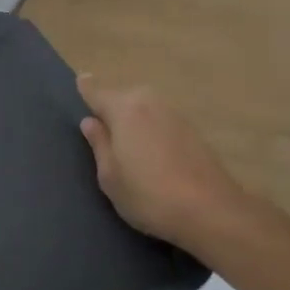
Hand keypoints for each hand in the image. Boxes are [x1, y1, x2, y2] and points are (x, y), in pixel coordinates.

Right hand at [77, 76, 244, 249]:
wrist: (209, 211)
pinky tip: (150, 153)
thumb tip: (90, 121)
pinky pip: (160, 122)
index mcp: (125, 110)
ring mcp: (175, 116)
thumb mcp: (109, 175)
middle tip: (100, 129)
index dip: (87, 88)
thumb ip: (99, 144)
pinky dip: (150, 129)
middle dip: (111, 108)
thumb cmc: (147, 194)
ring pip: (144, 109)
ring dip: (133, 120)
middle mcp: (150, 103)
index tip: (81, 79)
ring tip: (124, 144)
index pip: (98, 93)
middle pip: (123, 98)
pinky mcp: (193, 132)